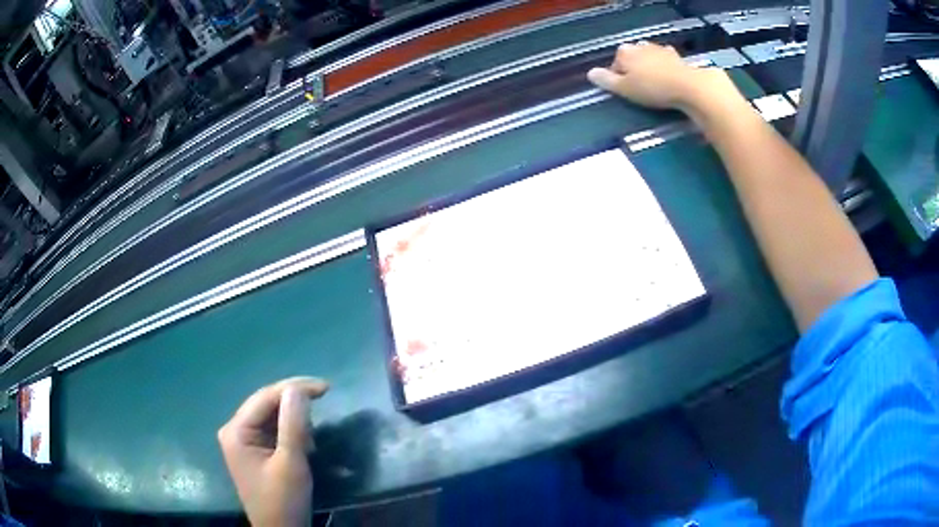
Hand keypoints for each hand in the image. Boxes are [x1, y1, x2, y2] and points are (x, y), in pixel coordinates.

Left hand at [218, 377, 328, 526]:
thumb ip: (293, 424)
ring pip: (272, 417)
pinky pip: (274, 431)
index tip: (327, 388)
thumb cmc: (284, 500)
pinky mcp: (255, 451)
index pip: (265, 397)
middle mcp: (235, 430)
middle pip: (267, 404)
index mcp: (236, 430)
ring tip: (311, 441)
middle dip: (295, 406)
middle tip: (324, 405)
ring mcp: (244, 441)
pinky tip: (305, 446)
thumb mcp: (291, 462)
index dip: (295, 388)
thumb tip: (298, 388)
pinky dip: (292, 434)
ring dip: (295, 422)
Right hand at [587, 42, 733, 112]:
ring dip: (648, 68)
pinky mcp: (675, 55)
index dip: (619, 80)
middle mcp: (639, 46)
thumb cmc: (653, 88)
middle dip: (634, 71)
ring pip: (647, 58)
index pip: (615, 66)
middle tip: (642, 90)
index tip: (628, 93)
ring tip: (655, 85)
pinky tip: (668, 78)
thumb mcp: (625, 89)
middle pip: (631, 60)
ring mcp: (658, 48)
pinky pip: (664, 60)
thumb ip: (606, 80)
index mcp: (624, 52)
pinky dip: (663, 67)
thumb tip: (590, 73)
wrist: (688, 86)